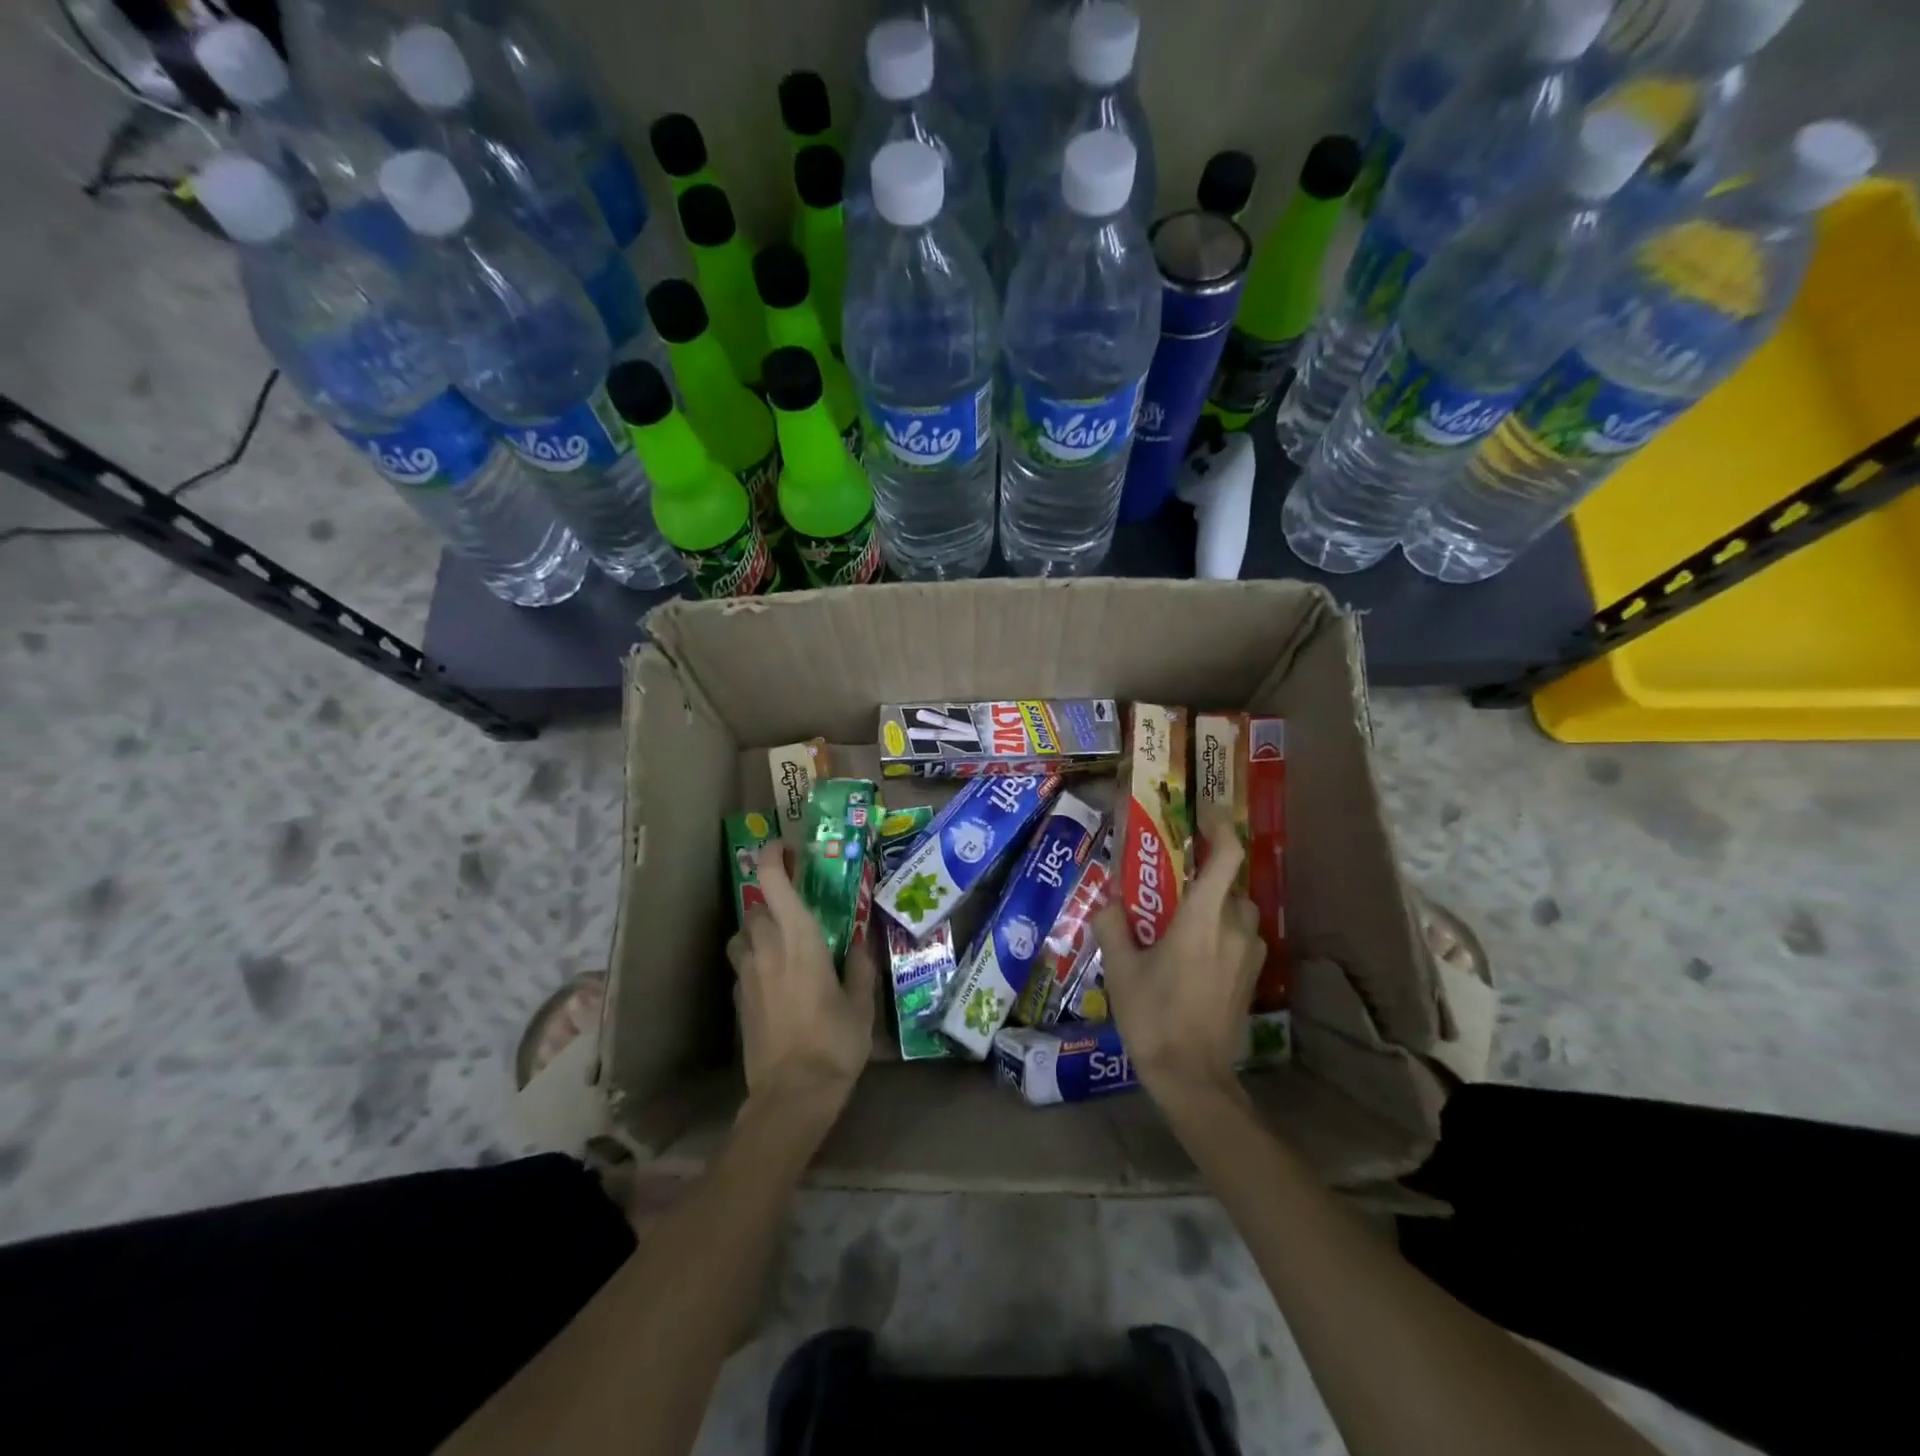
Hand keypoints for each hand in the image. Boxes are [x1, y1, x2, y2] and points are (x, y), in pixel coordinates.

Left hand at [726, 842, 873, 1113]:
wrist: (791, 1096)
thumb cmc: (834, 1043)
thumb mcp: (861, 1004)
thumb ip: (859, 967)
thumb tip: (860, 943)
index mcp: (798, 939)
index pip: (772, 882)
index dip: (773, 856)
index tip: (786, 848)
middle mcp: (766, 948)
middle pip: (755, 906)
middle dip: (772, 899)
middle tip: (797, 906)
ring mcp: (746, 975)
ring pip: (742, 935)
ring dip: (758, 929)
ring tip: (782, 942)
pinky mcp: (738, 1001)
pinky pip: (742, 965)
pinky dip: (755, 960)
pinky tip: (776, 980)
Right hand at [1093, 811, 1263, 1102]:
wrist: (1193, 1077)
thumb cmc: (1154, 1016)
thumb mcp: (1121, 969)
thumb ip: (1113, 925)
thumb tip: (1108, 900)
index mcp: (1203, 919)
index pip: (1226, 857)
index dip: (1220, 827)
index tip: (1202, 812)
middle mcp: (1235, 929)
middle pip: (1231, 884)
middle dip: (1207, 875)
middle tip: (1175, 880)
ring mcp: (1250, 955)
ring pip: (1239, 912)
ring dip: (1217, 906)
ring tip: (1182, 921)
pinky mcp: (1253, 978)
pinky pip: (1242, 938)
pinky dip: (1223, 932)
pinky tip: (1196, 954)